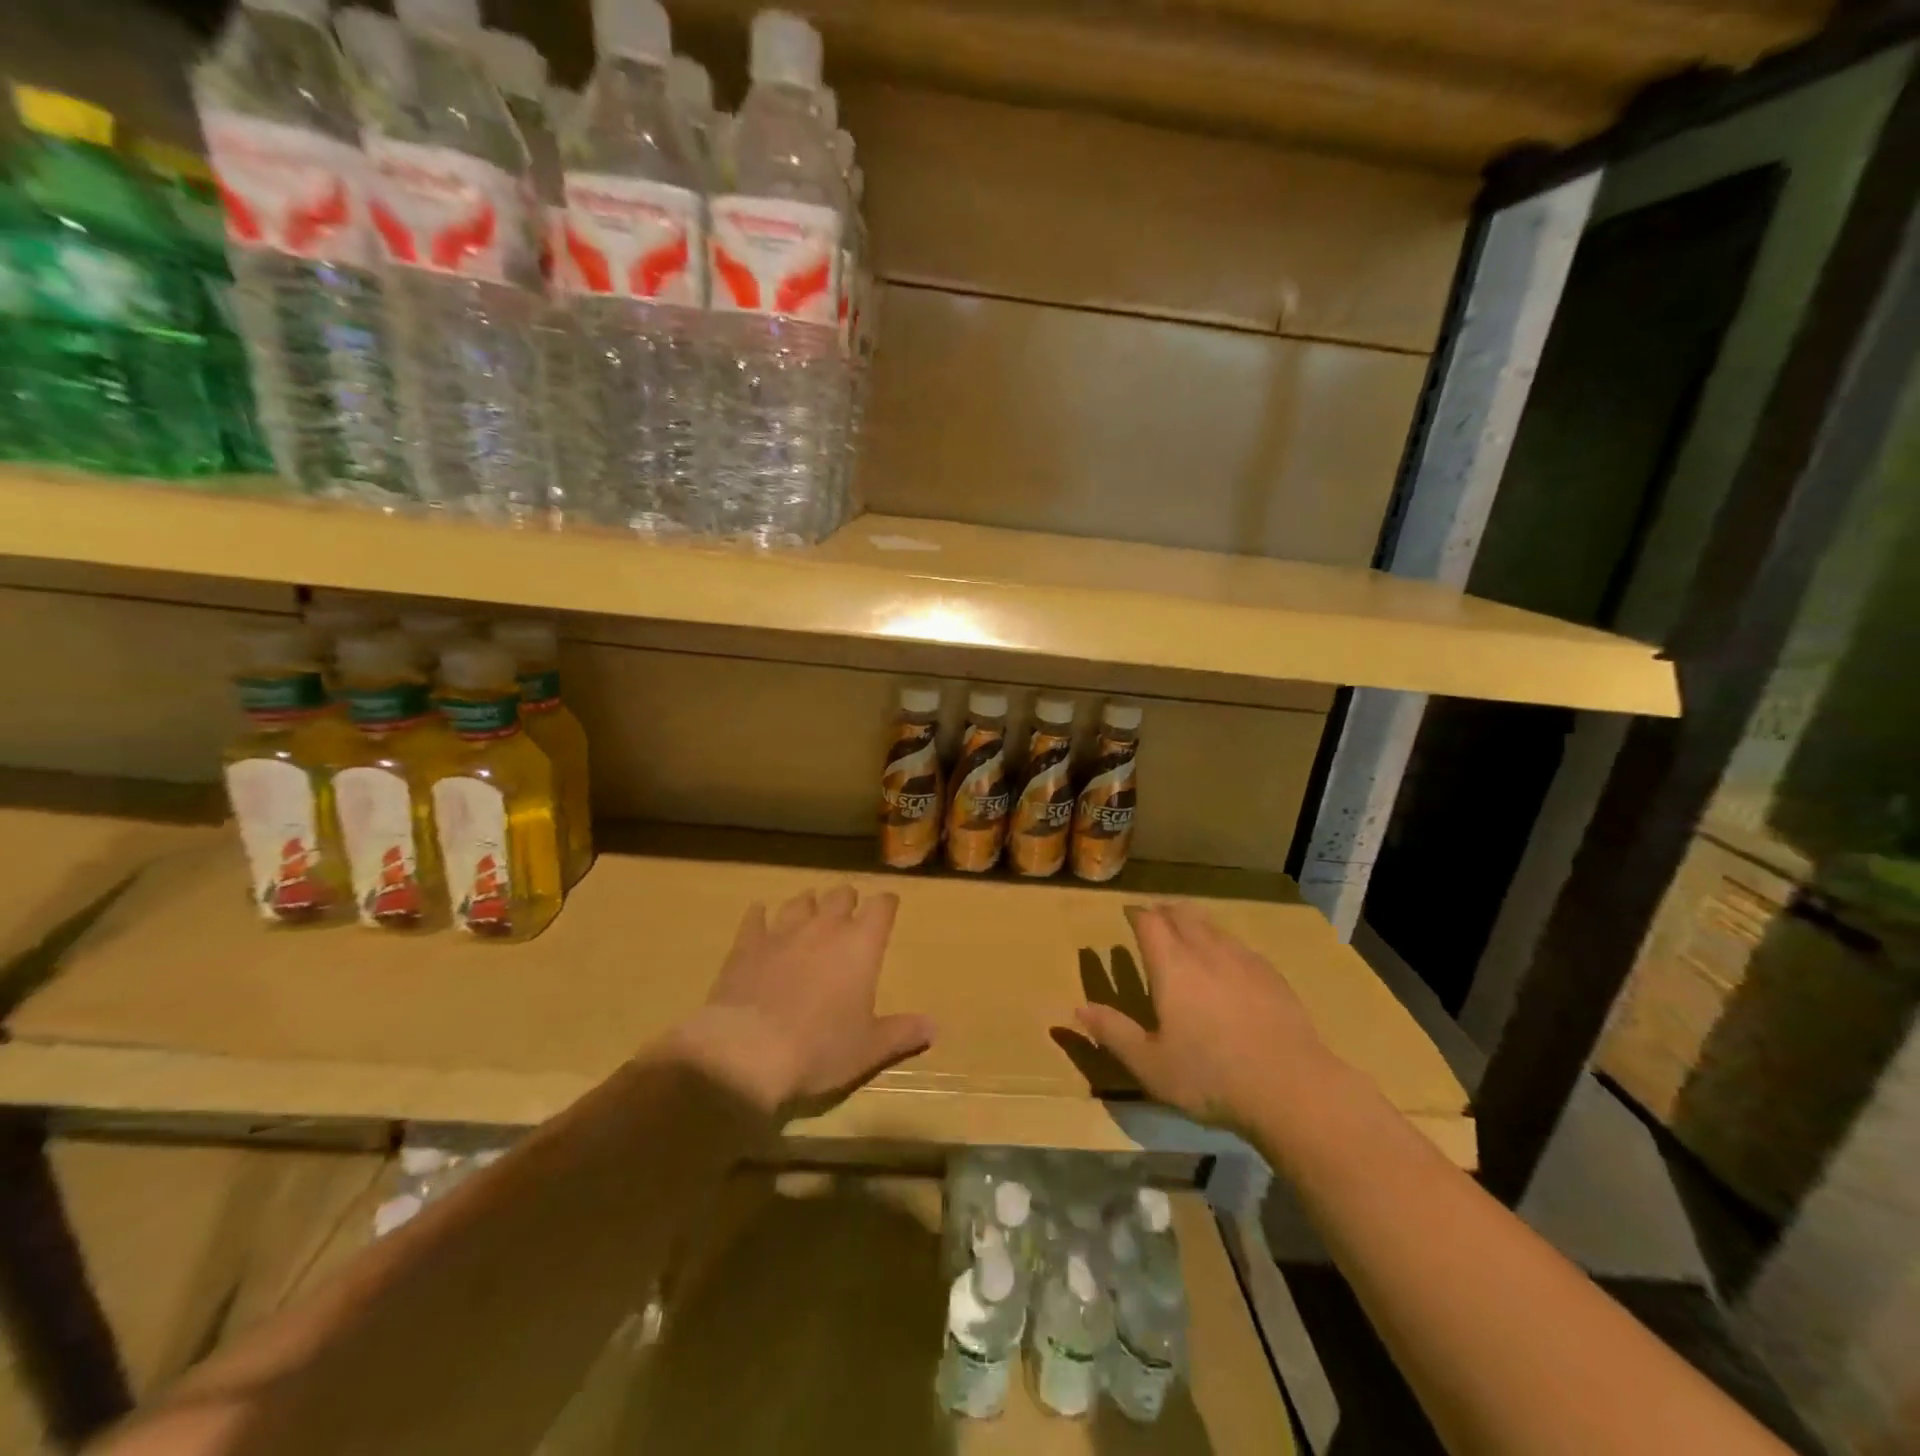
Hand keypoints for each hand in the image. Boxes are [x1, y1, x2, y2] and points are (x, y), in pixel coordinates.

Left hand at [675, 886, 935, 1118]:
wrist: (748, 1051)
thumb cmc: (820, 1048)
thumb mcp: (869, 1049)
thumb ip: (903, 1033)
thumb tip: (935, 1028)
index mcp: (861, 944)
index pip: (881, 907)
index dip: (886, 904)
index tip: (889, 906)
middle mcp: (825, 927)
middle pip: (841, 895)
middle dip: (848, 900)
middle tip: (849, 912)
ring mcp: (783, 931)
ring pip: (801, 901)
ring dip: (809, 904)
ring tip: (810, 910)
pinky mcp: (748, 944)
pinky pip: (756, 917)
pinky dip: (760, 915)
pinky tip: (760, 915)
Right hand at [1075, 903, 1336, 1132]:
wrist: (1291, 1088)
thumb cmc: (1210, 1077)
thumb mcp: (1150, 1064)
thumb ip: (1113, 1032)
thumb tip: (1078, 1009)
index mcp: (1172, 967)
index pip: (1150, 923)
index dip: (1137, 914)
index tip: (1128, 913)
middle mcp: (1206, 952)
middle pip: (1183, 914)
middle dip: (1165, 911)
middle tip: (1155, 917)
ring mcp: (1243, 961)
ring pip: (1213, 926)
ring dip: (1195, 923)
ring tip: (1188, 932)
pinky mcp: (1272, 976)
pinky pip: (1240, 946)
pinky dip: (1224, 944)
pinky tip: (1229, 963)